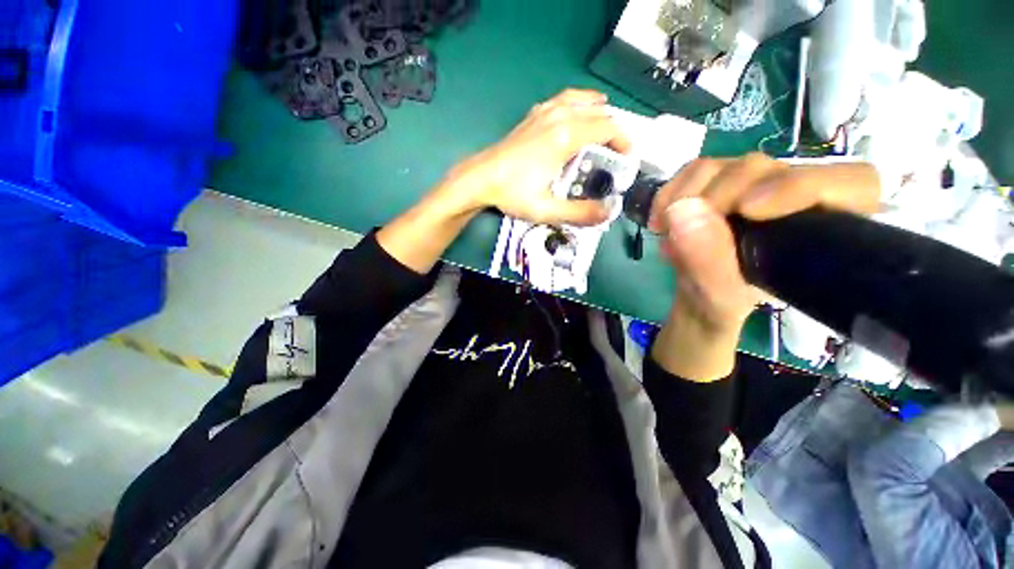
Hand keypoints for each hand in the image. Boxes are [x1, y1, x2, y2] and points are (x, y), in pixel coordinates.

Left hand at [449, 89, 631, 225]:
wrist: (481, 179)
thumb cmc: (513, 193)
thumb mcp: (547, 209)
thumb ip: (580, 213)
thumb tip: (608, 212)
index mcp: (565, 136)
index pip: (608, 127)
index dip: (624, 141)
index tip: (626, 159)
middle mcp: (559, 116)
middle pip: (599, 113)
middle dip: (614, 131)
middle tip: (616, 153)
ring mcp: (544, 112)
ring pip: (582, 100)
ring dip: (599, 113)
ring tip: (604, 130)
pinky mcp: (533, 115)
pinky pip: (564, 100)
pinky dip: (579, 104)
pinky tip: (576, 115)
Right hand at [650, 153, 880, 333]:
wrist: (695, 293)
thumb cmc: (720, 303)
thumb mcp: (718, 297)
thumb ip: (708, 262)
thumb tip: (682, 211)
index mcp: (822, 229)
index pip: (851, 184)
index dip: (805, 186)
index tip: (749, 211)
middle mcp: (792, 196)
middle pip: (768, 169)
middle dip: (719, 199)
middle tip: (685, 233)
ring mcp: (752, 184)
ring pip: (726, 165)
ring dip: (686, 197)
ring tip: (667, 233)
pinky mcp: (718, 181)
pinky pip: (693, 171)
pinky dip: (669, 193)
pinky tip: (660, 220)